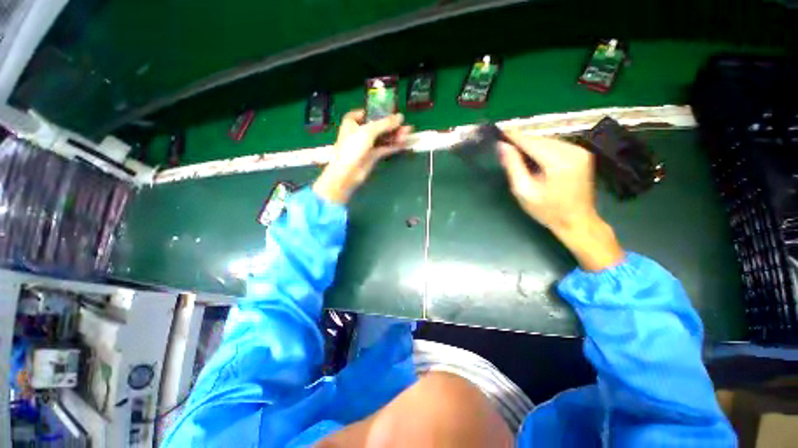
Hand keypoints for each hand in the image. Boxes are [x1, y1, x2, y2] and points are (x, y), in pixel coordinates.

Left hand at [313, 110, 411, 203]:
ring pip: (383, 138)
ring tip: (408, 134)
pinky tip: (404, 143)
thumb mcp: (369, 131)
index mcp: (352, 121)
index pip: (367, 113)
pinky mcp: (373, 156)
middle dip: (392, 126)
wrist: (347, 172)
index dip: (380, 112)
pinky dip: (394, 145)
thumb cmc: (353, 147)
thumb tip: (401, 117)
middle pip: (378, 126)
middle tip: (406, 126)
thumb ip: (385, 123)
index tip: (393, 112)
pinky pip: (385, 148)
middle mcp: (360, 131)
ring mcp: (367, 145)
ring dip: (395, 136)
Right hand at [499, 133, 623, 270]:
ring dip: (531, 145)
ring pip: (548, 141)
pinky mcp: (582, 154)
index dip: (513, 136)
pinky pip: (556, 145)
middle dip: (521, 142)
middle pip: (540, 140)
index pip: (531, 142)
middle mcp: (573, 150)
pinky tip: (533, 158)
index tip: (499, 132)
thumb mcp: (524, 191)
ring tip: (516, 153)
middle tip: (504, 146)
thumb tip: (502, 146)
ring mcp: (580, 151)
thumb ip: (513, 166)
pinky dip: (542, 149)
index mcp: (559, 161)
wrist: (577, 221)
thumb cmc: (547, 210)